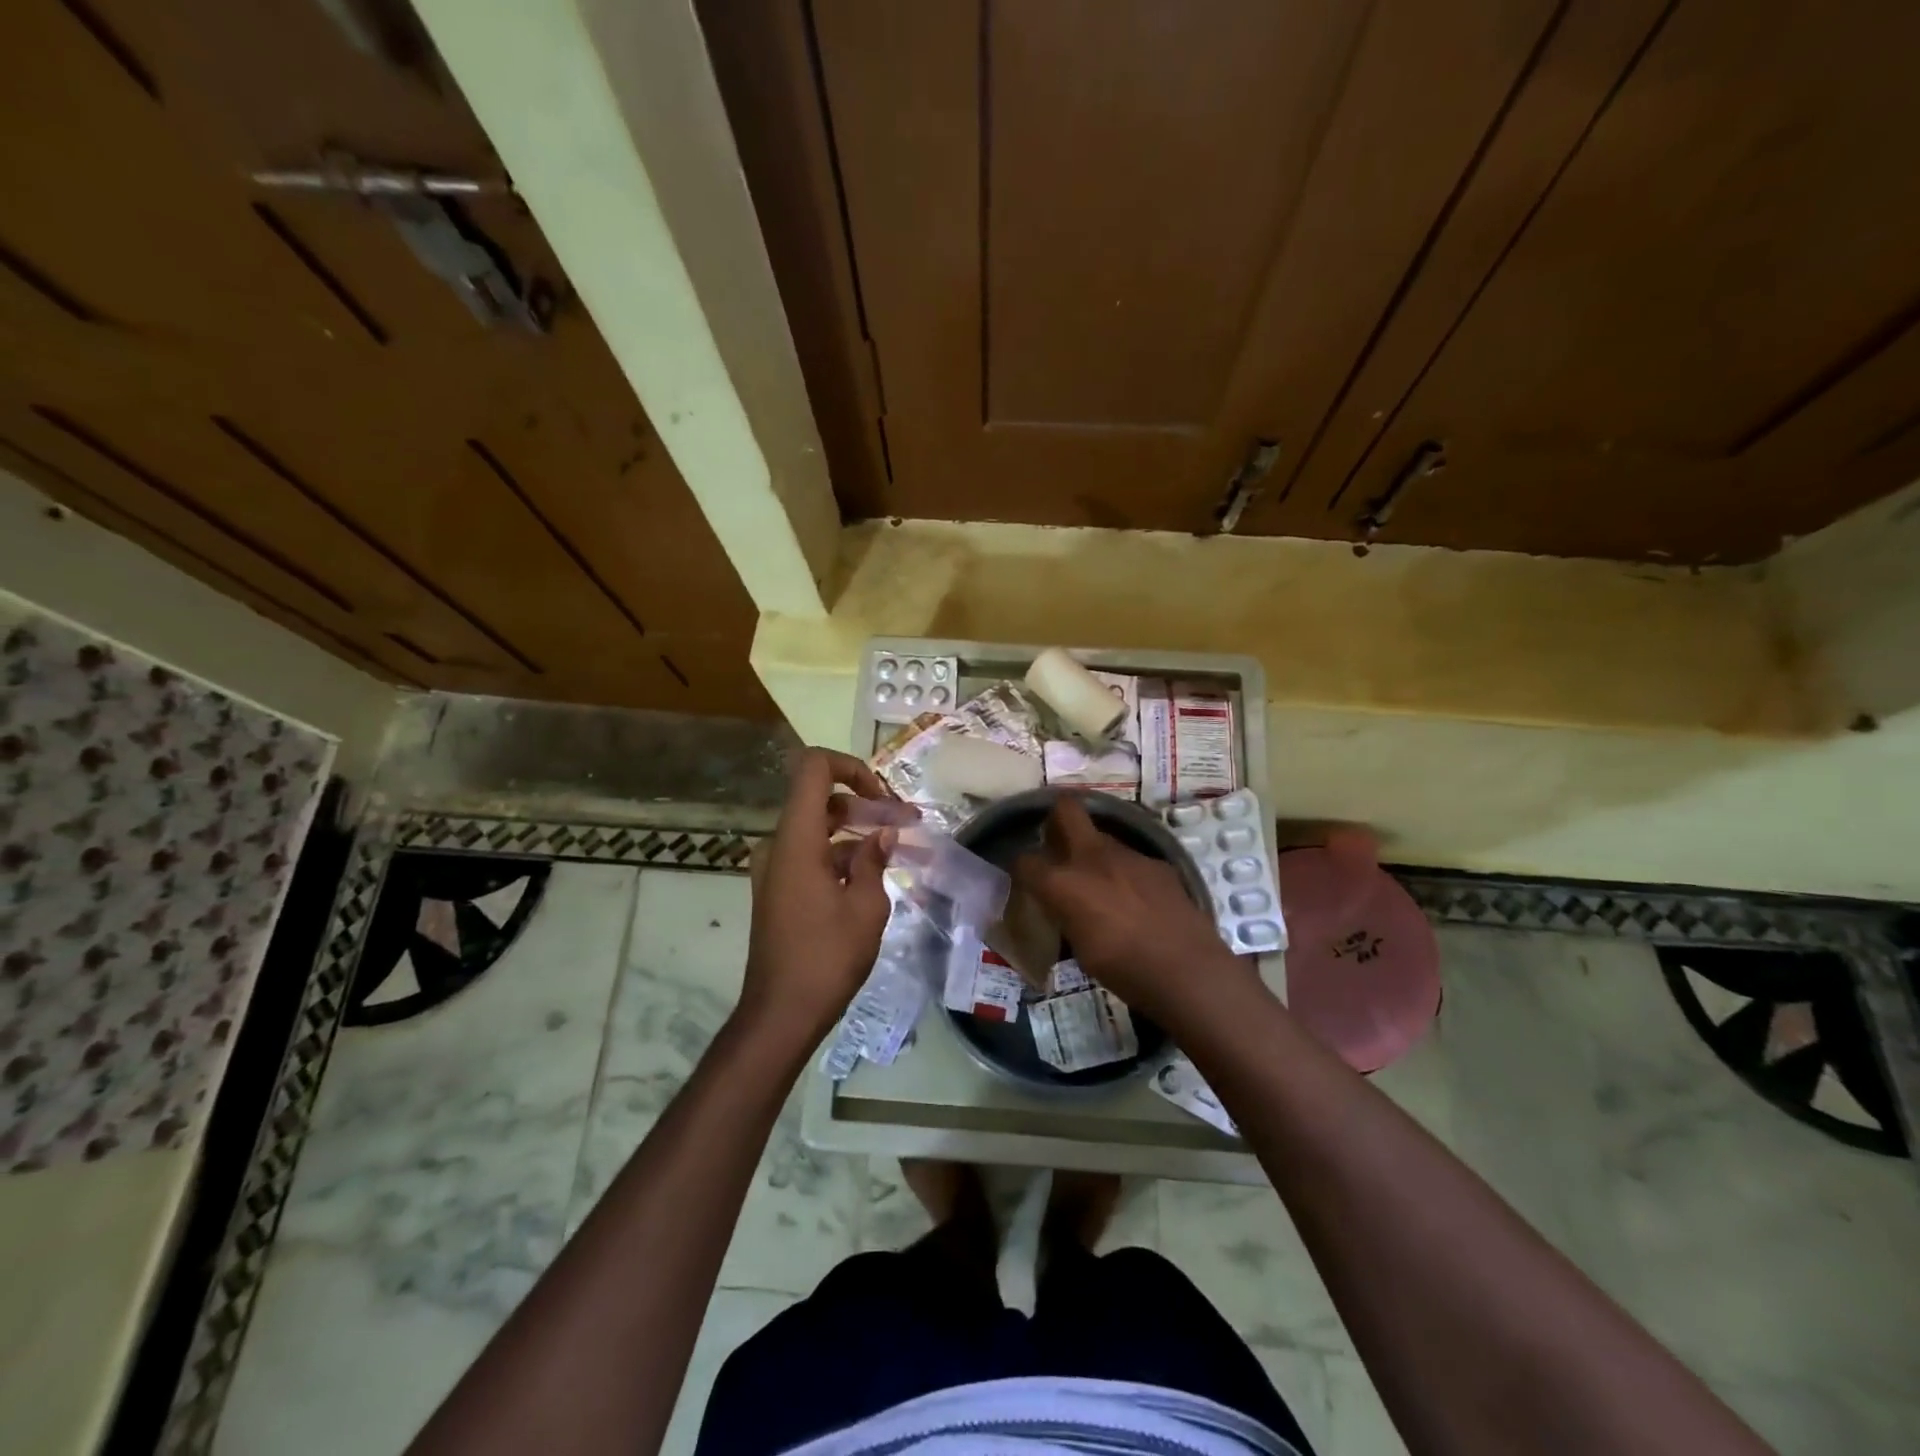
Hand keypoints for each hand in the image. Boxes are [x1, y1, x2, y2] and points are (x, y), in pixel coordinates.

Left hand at [738, 748, 897, 1045]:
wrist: (780, 1013)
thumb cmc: (826, 958)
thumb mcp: (866, 908)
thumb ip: (874, 860)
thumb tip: (882, 834)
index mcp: (796, 840)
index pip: (813, 768)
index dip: (850, 766)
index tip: (881, 796)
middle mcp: (778, 844)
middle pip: (819, 798)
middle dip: (864, 803)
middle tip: (904, 821)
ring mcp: (775, 867)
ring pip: (817, 827)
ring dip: (855, 830)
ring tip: (898, 845)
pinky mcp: (778, 888)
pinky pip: (810, 853)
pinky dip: (840, 853)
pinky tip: (873, 874)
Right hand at [1014, 796, 1243, 1025]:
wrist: (1187, 969)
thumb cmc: (1124, 969)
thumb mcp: (1080, 948)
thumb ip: (1067, 916)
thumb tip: (1064, 908)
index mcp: (1063, 883)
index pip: (1025, 861)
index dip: (1022, 869)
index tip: (1026, 879)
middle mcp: (1092, 857)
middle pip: (1066, 810)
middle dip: (1057, 819)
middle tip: (1058, 844)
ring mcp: (1129, 855)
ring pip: (1102, 837)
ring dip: (1095, 853)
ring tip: (1103, 884)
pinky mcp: (1158, 863)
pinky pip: (1131, 859)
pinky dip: (1126, 872)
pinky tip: (1138, 899)